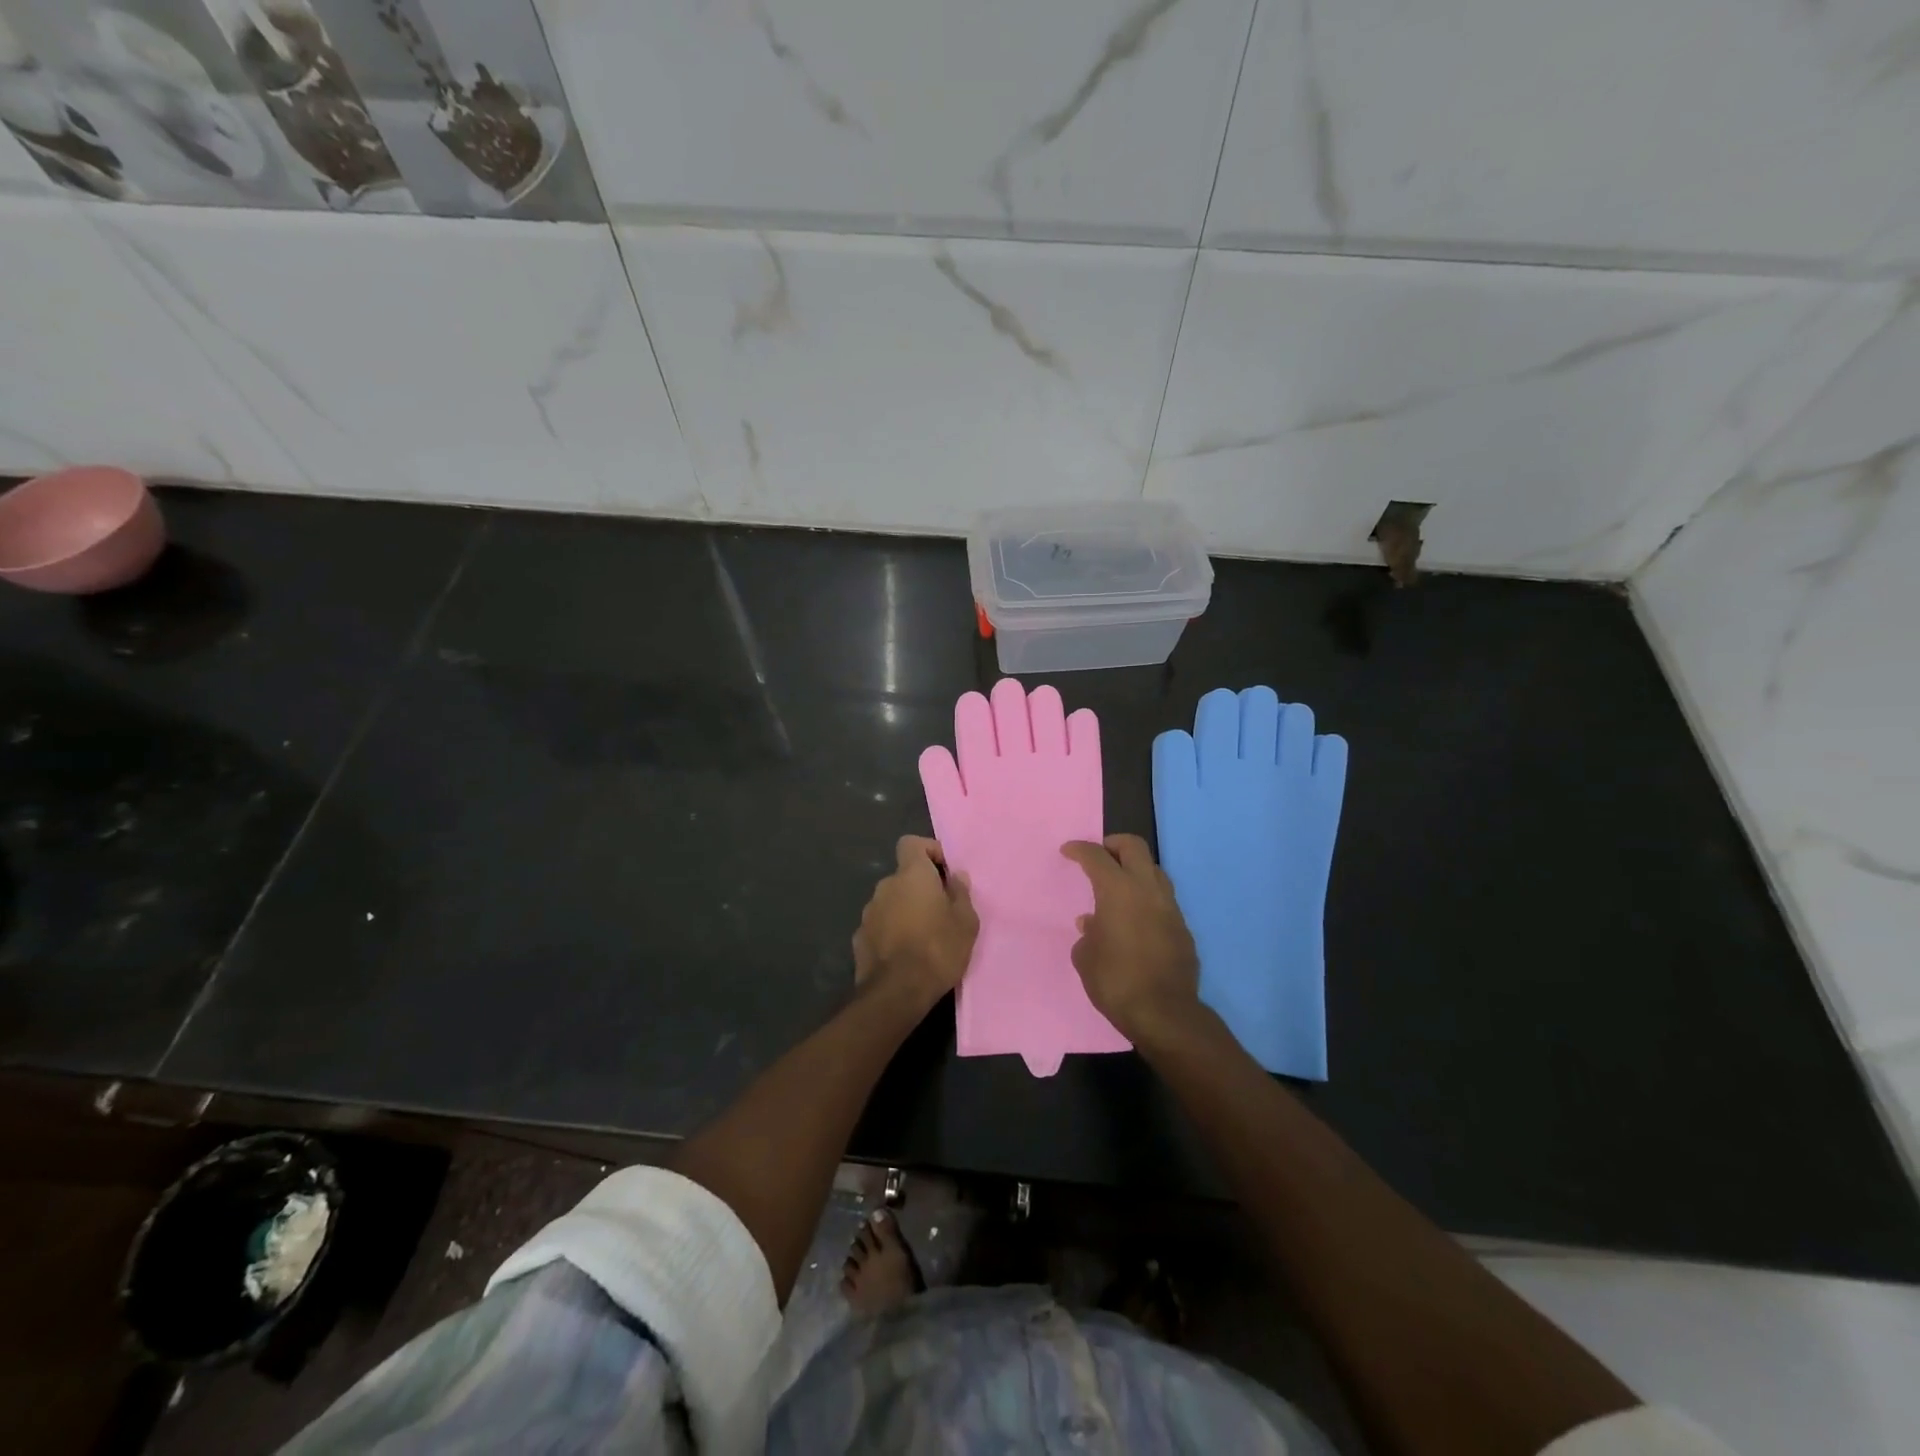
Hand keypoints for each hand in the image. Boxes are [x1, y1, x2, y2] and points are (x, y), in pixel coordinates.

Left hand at [852, 836, 978, 1009]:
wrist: (897, 992)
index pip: (911, 843)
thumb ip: (961, 894)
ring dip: (905, 910)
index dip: (929, 851)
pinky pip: (880, 925)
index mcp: (911, 875)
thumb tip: (956, 876)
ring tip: (923, 937)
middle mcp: (885, 886)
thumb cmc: (938, 949)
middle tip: (941, 911)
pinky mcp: (859, 937)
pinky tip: (904, 953)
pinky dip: (891, 931)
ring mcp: (868, 912)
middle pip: (903, 876)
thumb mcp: (965, 923)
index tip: (944, 872)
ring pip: (891, 901)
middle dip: (920, 888)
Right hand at [1061, 835, 1200, 1042]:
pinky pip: (1163, 900)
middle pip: (1134, 847)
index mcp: (1118, 890)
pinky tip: (1135, 919)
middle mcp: (1147, 890)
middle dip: (1113, 845)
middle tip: (1099, 856)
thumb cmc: (1115, 981)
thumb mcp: (1085, 957)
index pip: (1096, 856)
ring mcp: (1170, 907)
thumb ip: (1088, 934)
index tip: (1068, 851)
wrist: (1164, 1013)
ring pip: (1154, 870)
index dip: (1079, 850)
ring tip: (1118, 887)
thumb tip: (1093, 924)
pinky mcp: (1183, 928)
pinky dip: (1146, 898)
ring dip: (1134, 870)